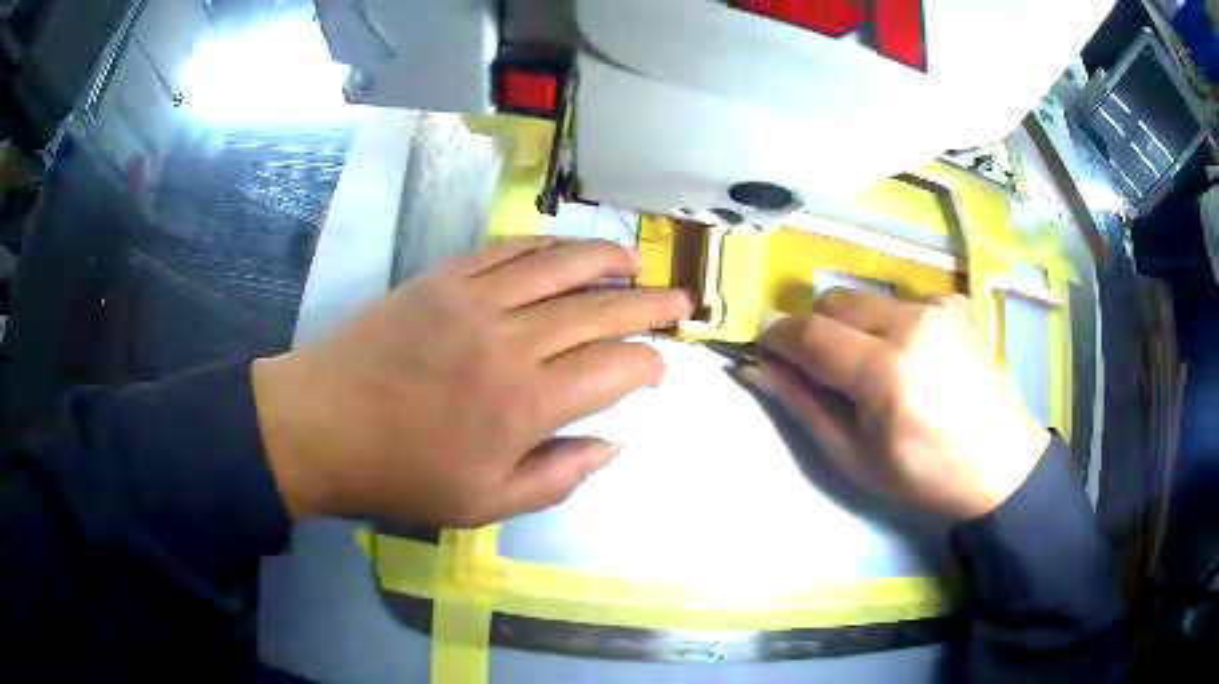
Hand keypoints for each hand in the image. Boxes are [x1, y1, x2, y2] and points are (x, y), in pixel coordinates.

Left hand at [251, 238, 692, 526]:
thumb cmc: (401, 474)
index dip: (648, 364)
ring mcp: (474, 299)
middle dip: (650, 303)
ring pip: (560, 265)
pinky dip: (547, 246)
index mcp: (525, 404)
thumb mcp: (485, 504)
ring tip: (635, 262)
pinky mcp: (443, 278)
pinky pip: (508, 251)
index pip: (614, 368)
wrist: (322, 424)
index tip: (658, 369)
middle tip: (681, 298)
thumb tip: (614, 444)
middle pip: (601, 308)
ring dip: (606, 260)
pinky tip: (567, 249)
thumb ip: (559, 476)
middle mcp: (511, 341)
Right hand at [758, 289, 1050, 520]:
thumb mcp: (855, 456)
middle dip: (814, 327)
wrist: (1002, 463)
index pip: (810, 334)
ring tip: (874, 366)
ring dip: (854, 327)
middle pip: (835, 300)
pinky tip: (913, 357)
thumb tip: (758, 368)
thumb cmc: (926, 475)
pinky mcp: (956, 302)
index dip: (778, 338)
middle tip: (820, 366)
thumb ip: (804, 405)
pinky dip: (891, 324)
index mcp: (885, 373)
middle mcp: (912, 324)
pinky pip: (902, 301)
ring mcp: (938, 306)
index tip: (766, 350)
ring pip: (867, 298)